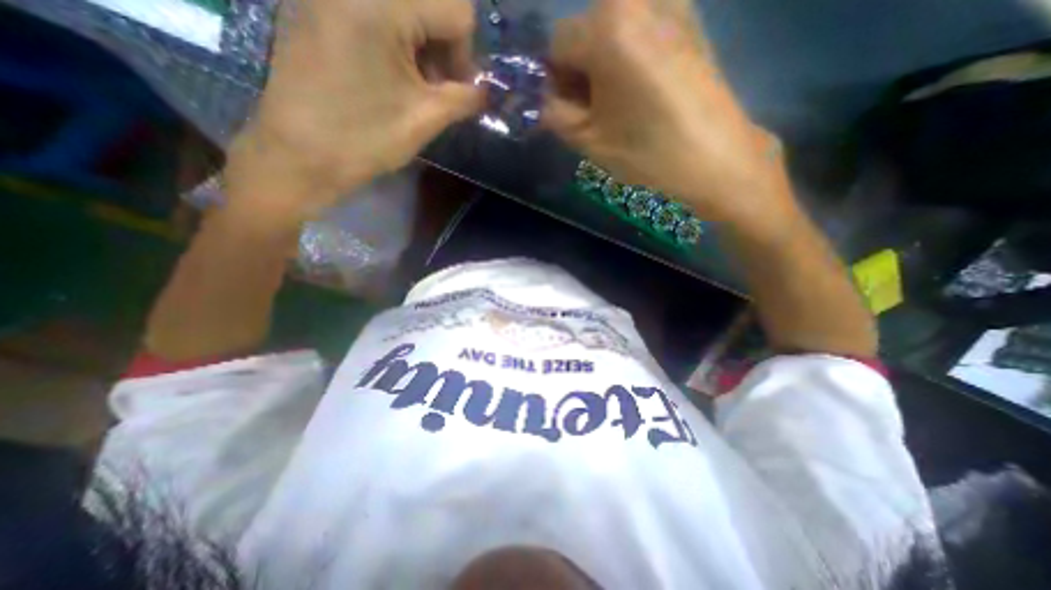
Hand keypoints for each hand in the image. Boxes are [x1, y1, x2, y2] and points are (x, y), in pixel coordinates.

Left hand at [227, 0, 482, 221]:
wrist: (299, 156)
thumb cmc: (365, 139)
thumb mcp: (425, 119)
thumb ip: (465, 99)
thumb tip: (486, 93)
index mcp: (381, 4)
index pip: (457, 8)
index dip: (466, 54)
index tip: (457, 91)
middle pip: (429, 3)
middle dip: (444, 49)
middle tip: (436, 91)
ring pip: (403, 8)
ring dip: (421, 47)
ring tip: (413, 88)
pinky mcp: (317, 9)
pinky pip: (374, 14)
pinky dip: (396, 42)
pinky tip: (389, 77)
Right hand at [546, 0, 792, 225]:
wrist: (715, 158)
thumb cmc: (647, 152)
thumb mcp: (588, 140)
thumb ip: (555, 114)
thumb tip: (544, 100)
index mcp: (607, 26)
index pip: (556, 44)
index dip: (554, 80)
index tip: (567, 110)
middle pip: (583, 31)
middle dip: (579, 70)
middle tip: (593, 111)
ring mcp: (670, 1)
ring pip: (611, 30)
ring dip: (602, 65)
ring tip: (618, 104)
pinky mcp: (690, 17)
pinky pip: (639, 30)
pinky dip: (628, 56)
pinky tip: (641, 91)